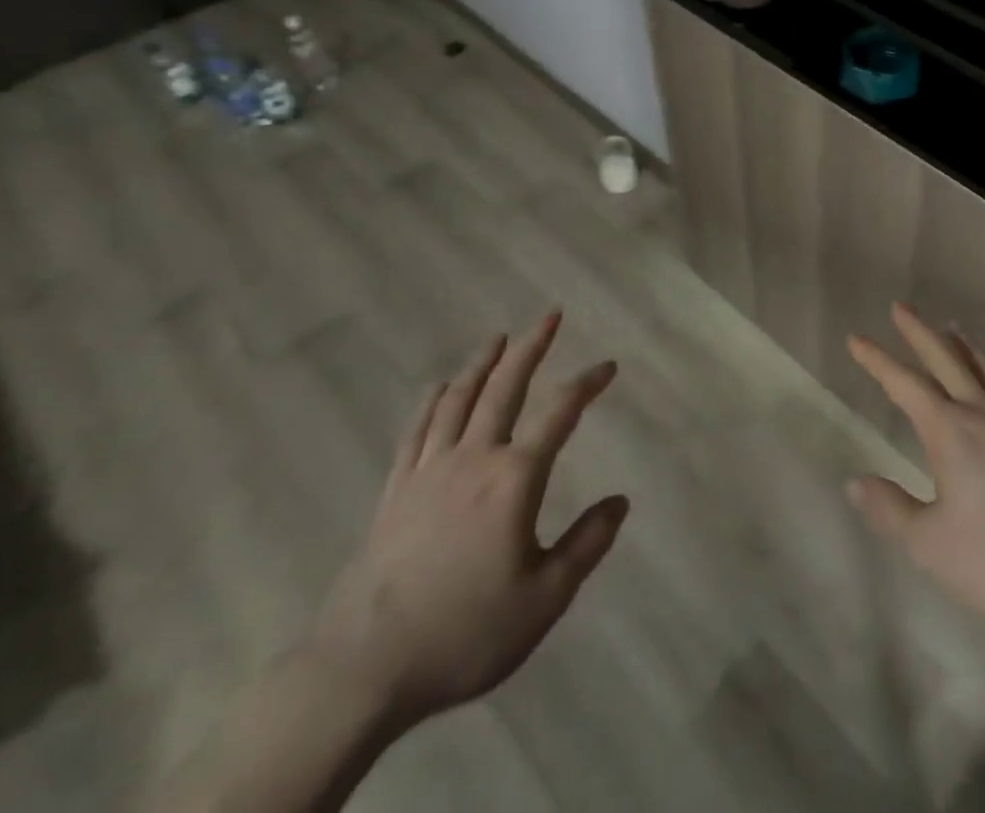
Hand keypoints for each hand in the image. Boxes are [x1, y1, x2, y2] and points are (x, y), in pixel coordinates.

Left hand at [309, 312, 627, 729]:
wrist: (363, 669)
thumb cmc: (464, 633)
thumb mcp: (544, 599)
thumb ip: (587, 544)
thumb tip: (621, 501)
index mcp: (514, 479)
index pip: (560, 414)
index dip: (587, 384)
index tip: (608, 366)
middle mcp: (474, 459)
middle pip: (505, 388)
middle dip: (531, 347)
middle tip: (550, 315)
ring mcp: (429, 471)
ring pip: (459, 399)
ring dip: (482, 363)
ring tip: (498, 337)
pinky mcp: (395, 491)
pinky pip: (417, 430)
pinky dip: (432, 401)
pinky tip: (440, 386)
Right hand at [846, 303, 984, 627]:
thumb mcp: (934, 546)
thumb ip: (893, 512)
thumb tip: (856, 481)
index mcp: (950, 431)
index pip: (904, 384)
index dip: (877, 361)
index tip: (856, 337)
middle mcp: (982, 413)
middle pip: (946, 359)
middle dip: (919, 332)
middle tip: (901, 307)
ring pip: (982, 368)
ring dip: (961, 344)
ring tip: (951, 327)